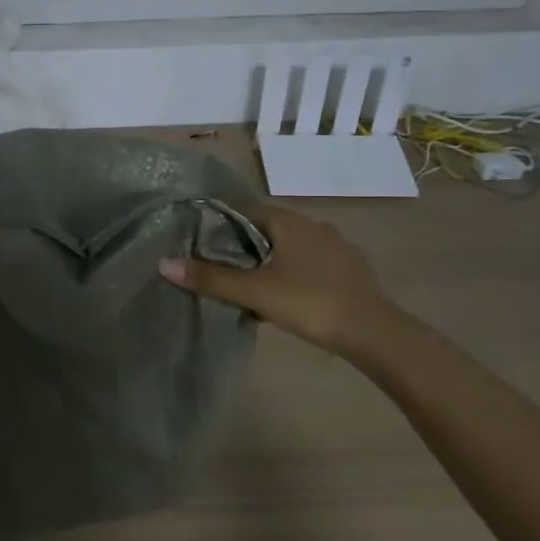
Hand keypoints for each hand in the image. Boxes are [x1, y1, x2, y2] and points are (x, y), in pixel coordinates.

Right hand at [160, 202, 404, 360]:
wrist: (375, 333)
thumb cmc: (309, 302)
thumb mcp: (254, 292)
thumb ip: (211, 278)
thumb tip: (164, 263)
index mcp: (290, 222)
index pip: (245, 207)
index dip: (219, 217)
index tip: (197, 232)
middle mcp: (314, 225)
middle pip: (268, 225)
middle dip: (242, 240)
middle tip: (216, 260)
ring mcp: (337, 247)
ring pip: (290, 245)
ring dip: (268, 257)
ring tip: (247, 280)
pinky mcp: (349, 270)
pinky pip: (310, 262)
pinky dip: (291, 270)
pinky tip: (284, 293)